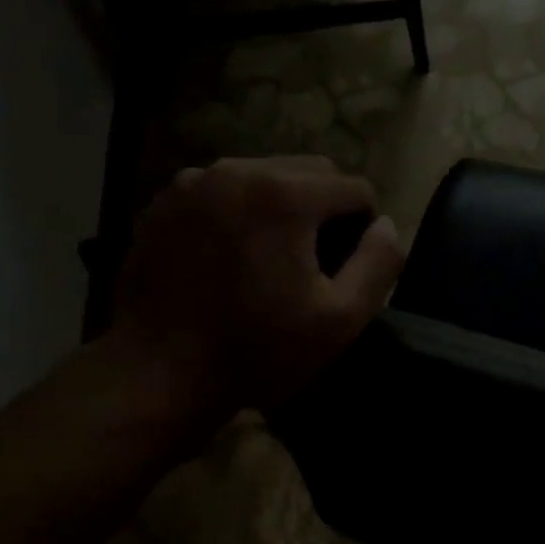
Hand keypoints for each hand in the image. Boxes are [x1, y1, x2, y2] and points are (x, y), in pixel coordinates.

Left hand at [107, 156, 404, 423]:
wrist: (157, 374)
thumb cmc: (257, 350)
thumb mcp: (340, 319)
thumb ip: (379, 264)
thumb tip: (387, 226)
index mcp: (284, 193)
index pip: (355, 188)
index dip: (365, 229)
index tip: (349, 270)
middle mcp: (238, 170)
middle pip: (310, 171)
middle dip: (326, 209)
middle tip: (317, 262)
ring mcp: (193, 182)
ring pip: (264, 176)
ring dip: (283, 207)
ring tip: (273, 259)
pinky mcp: (164, 202)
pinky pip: (223, 192)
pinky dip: (240, 213)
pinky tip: (232, 258)